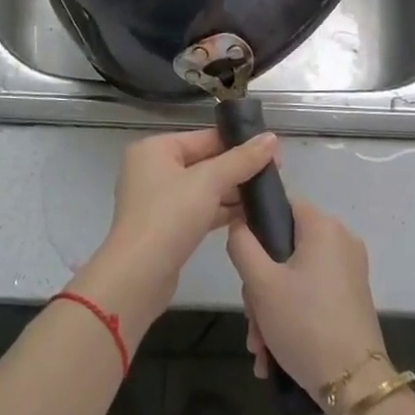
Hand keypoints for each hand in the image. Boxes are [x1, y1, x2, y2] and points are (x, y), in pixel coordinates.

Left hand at [71, 128, 277, 335]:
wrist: (138, 276)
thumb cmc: (169, 216)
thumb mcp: (209, 182)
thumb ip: (241, 160)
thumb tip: (271, 138)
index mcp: (155, 149)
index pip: (204, 137)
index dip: (239, 143)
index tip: (273, 151)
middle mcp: (152, 169)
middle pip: (204, 162)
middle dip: (237, 169)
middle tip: (275, 174)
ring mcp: (157, 199)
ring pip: (203, 188)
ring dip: (232, 191)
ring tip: (268, 194)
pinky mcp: (165, 226)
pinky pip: (198, 209)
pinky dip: (220, 210)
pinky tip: (249, 215)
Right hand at [227, 199, 386, 401]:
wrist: (355, 387)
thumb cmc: (304, 324)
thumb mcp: (260, 284)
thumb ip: (242, 245)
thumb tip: (239, 225)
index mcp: (323, 226)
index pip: (281, 206)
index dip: (256, 229)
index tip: (243, 265)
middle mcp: (341, 241)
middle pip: (285, 248)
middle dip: (260, 286)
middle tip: (252, 320)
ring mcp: (350, 271)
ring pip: (295, 276)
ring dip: (271, 308)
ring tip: (260, 347)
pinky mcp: (352, 298)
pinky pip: (312, 294)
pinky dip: (292, 315)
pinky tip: (273, 353)